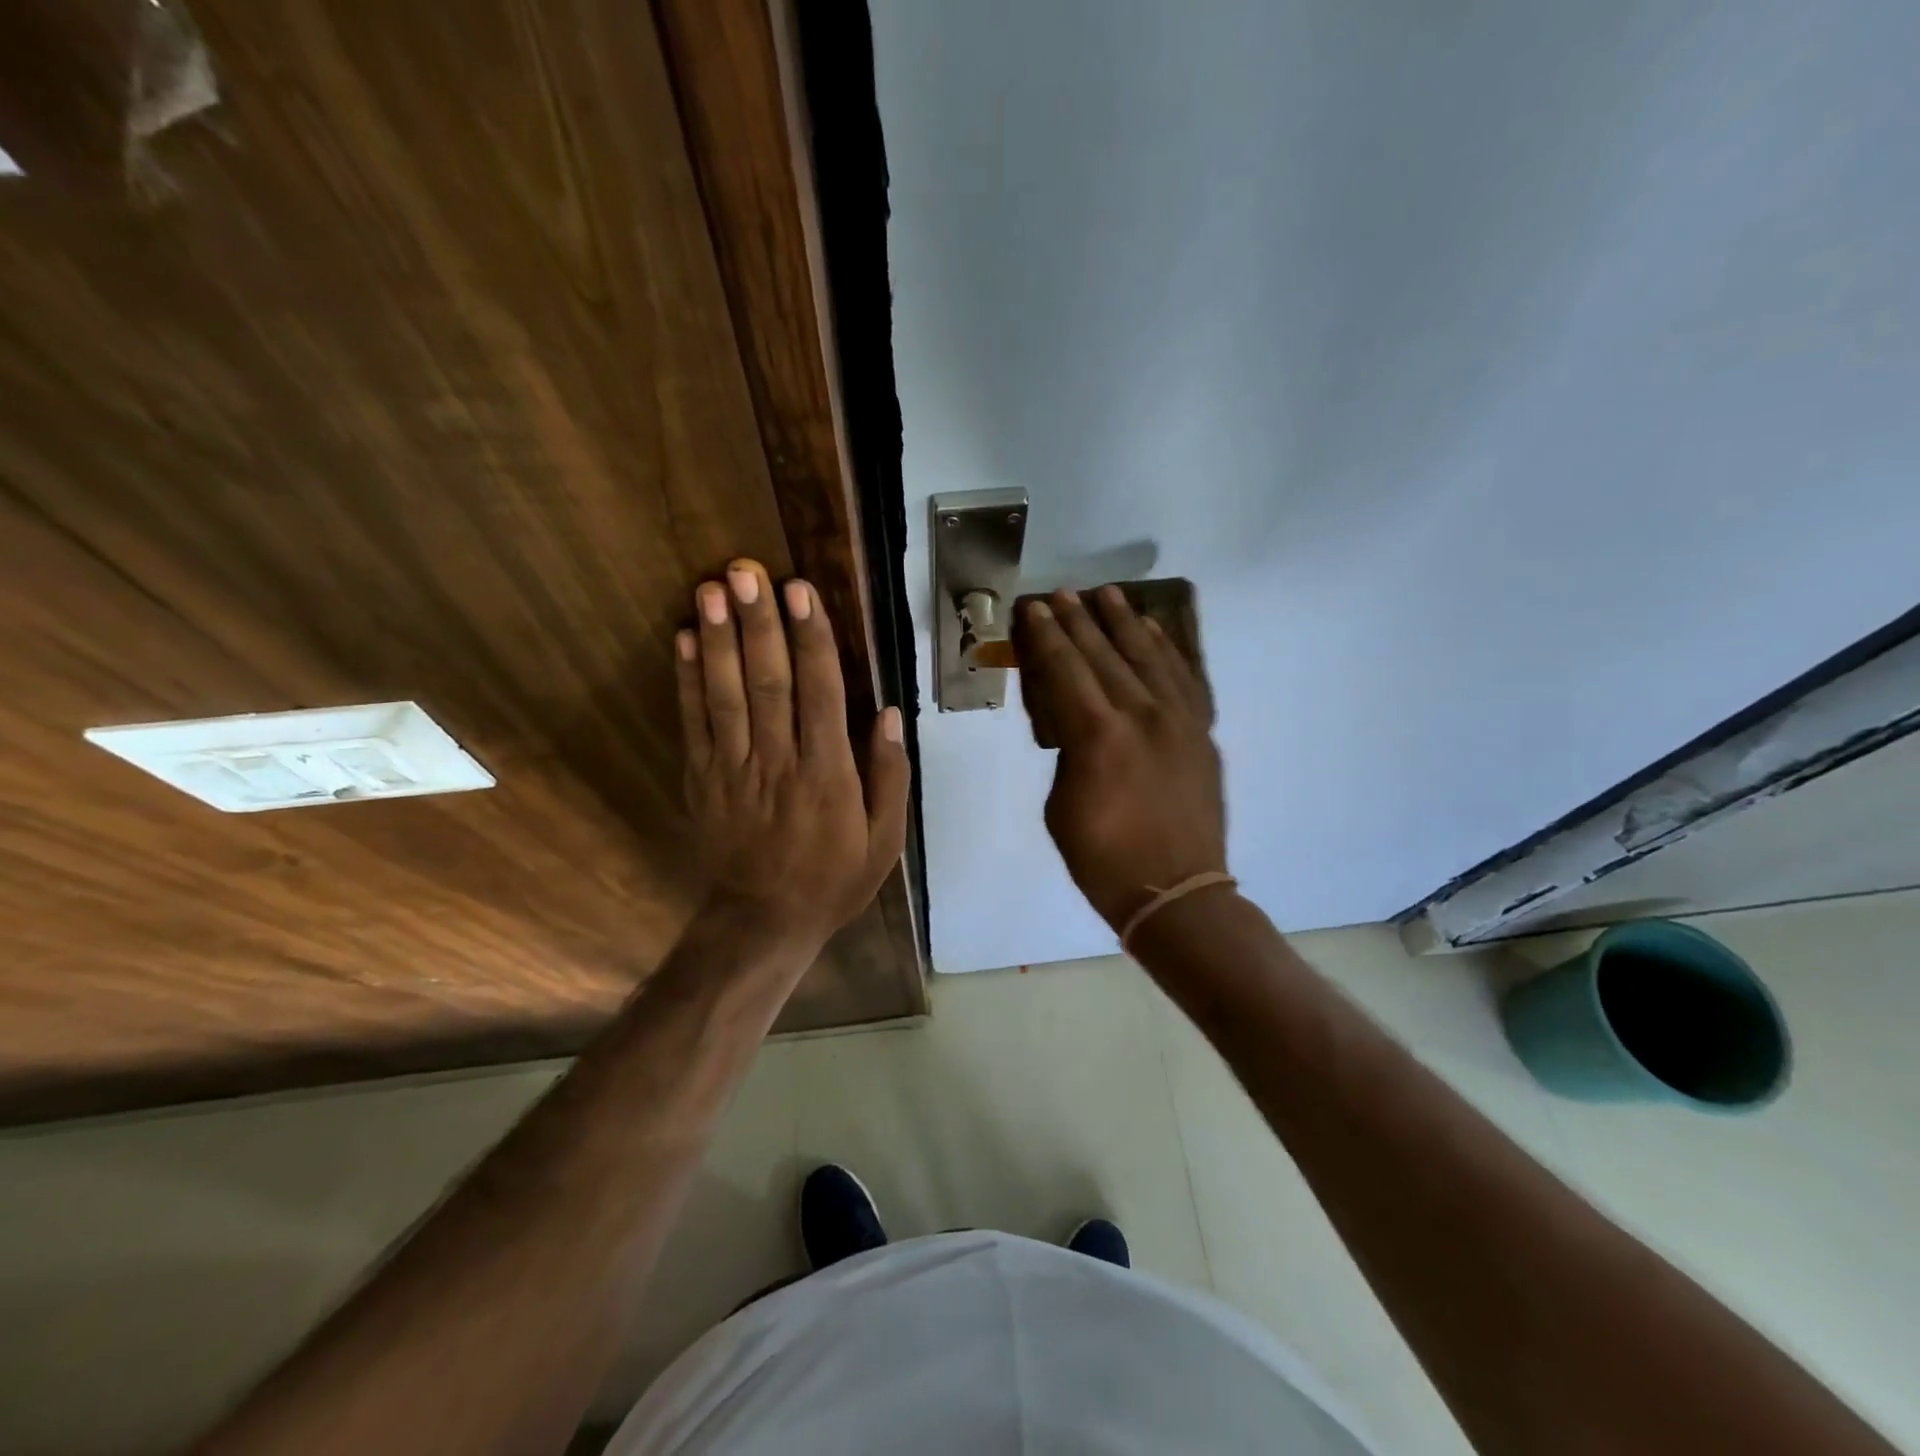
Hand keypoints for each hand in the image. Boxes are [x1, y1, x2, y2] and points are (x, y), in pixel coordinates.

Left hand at [676, 560, 908, 952]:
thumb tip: (890, 713)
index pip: (820, 691)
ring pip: (726, 694)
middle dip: (758, 623)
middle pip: (767, 682)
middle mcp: (779, 761)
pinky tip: (683, 639)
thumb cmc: (833, 878)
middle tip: (747, 570)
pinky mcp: (702, 779)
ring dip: (718, 639)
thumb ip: (890, 776)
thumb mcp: (884, 839)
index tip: (799, 592)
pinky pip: (693, 723)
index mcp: (828, 773)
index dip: (810, 638)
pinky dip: (687, 680)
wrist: (763, 922)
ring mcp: (734, 769)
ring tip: (711, 588)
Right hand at [1016, 586, 1226, 931]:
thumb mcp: (1061, 806)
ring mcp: (1179, 720)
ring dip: (1123, 622)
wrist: (1176, 892)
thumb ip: (1066, 753)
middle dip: (1078, 621)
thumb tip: (1074, 723)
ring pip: (1147, 656)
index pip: (1065, 670)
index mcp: (1098, 736)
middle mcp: (1141, 715)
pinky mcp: (1201, 732)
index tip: (1034, 609)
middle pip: (1103, 654)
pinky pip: (1184, 678)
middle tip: (1062, 594)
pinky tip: (1152, 630)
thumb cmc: (1103, 859)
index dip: (1046, 637)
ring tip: (1106, 595)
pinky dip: (1166, 649)